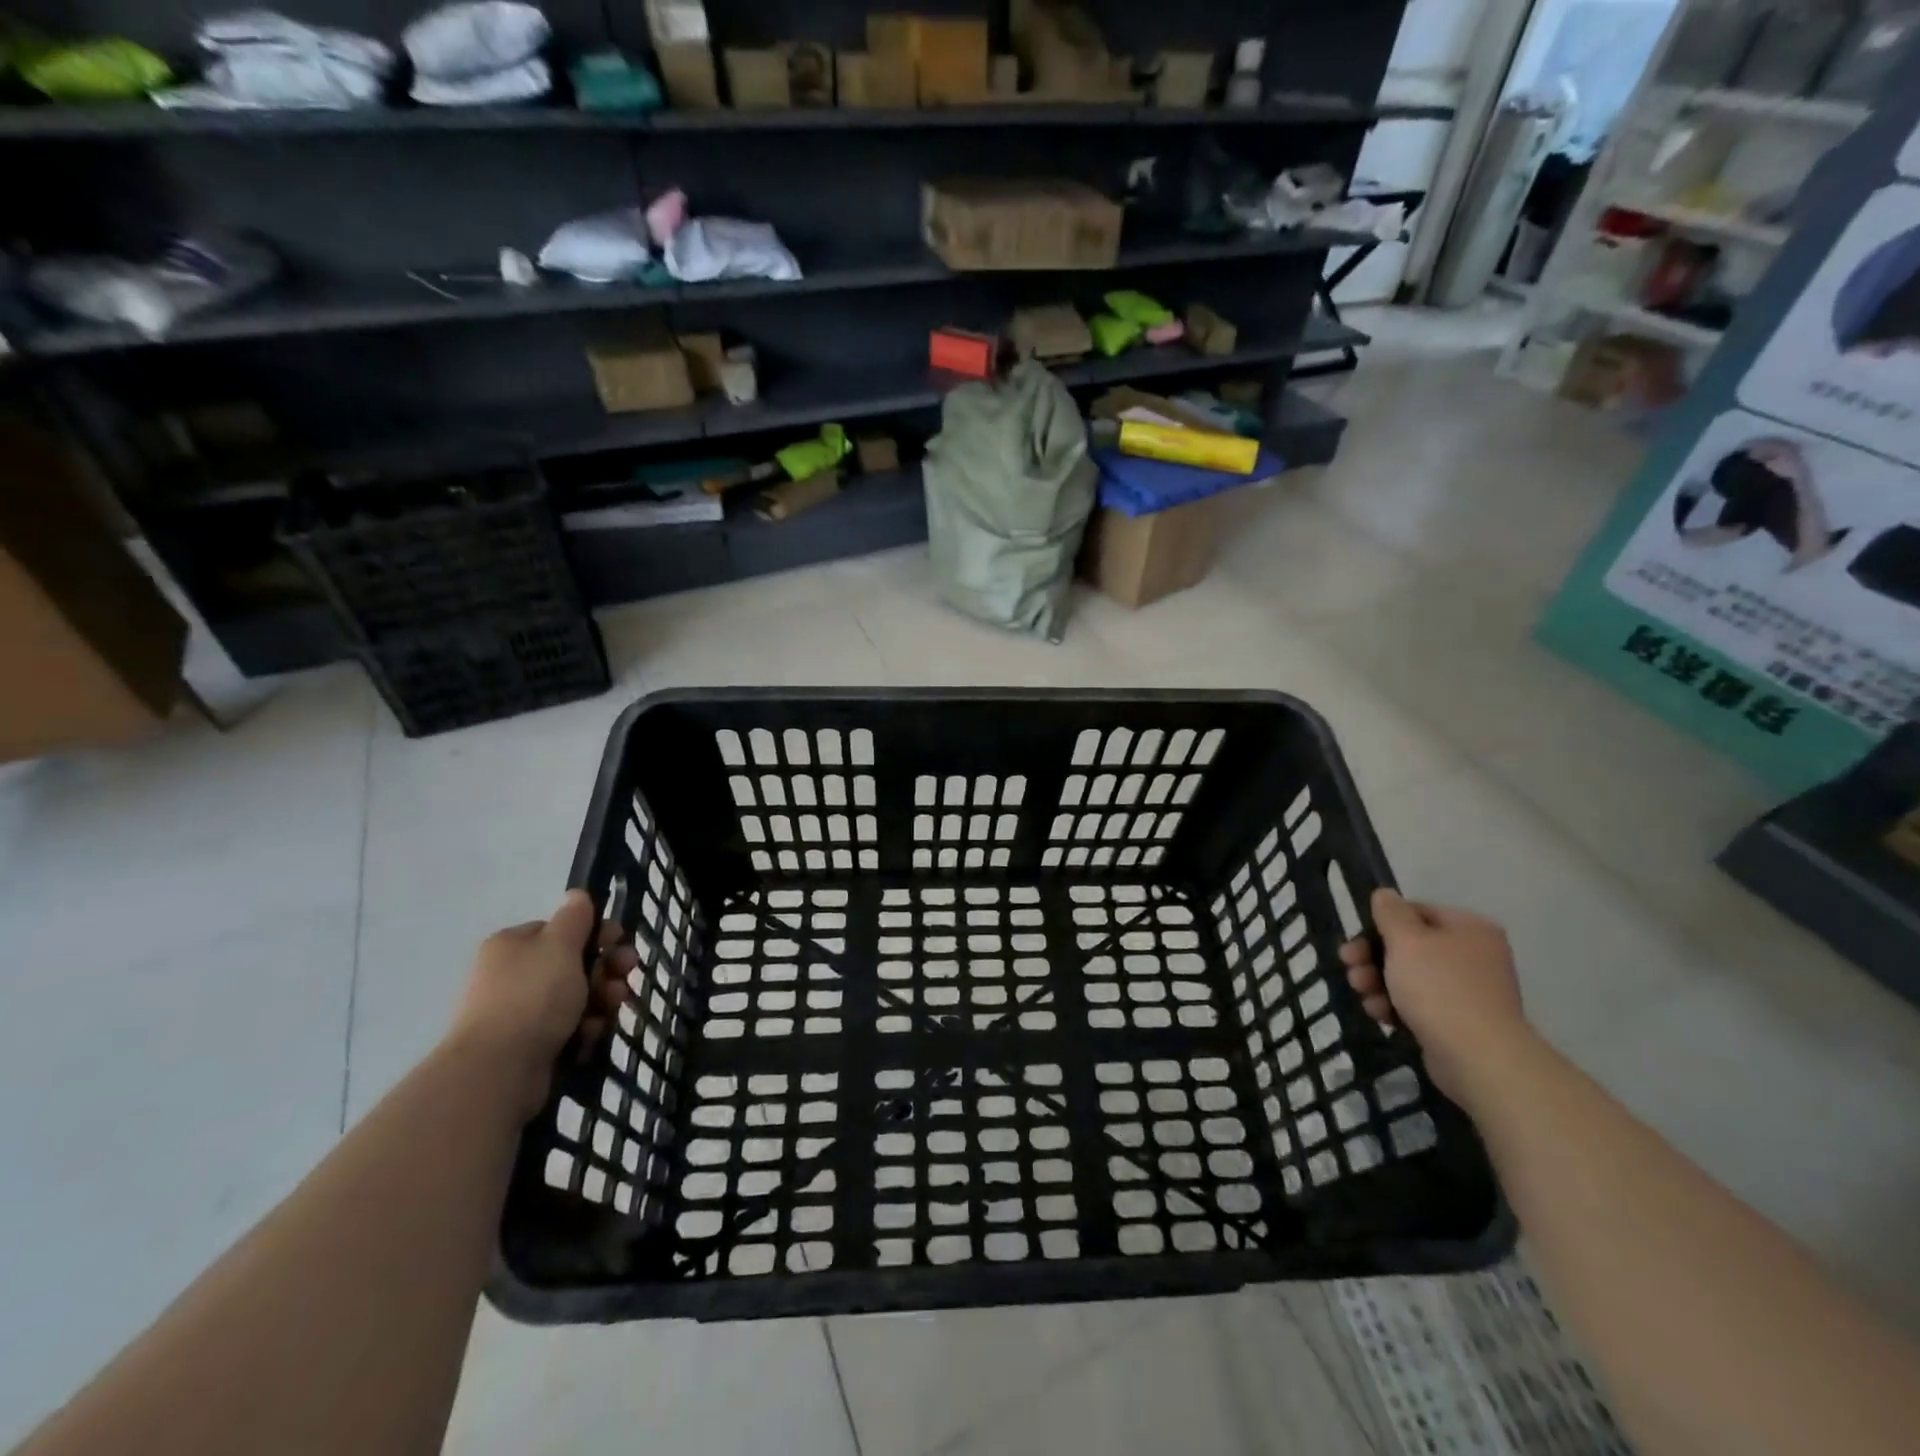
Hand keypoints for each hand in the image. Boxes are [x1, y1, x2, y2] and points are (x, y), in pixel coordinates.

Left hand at [447, 890, 634, 1119]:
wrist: (497, 1070)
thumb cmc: (532, 996)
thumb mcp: (560, 945)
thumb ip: (574, 917)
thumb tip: (576, 894)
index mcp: (512, 945)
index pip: (561, 930)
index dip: (595, 934)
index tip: (620, 942)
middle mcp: (511, 975)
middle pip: (573, 964)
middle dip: (605, 970)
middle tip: (626, 975)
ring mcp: (518, 1012)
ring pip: (575, 997)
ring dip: (601, 1000)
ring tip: (611, 1010)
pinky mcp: (528, 1045)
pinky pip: (567, 1028)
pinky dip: (584, 1029)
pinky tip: (589, 1036)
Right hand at [1340, 888, 1528, 1106]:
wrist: (1479, 1058)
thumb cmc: (1440, 988)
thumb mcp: (1406, 940)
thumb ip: (1390, 912)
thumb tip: (1384, 894)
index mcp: (1469, 928)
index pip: (1415, 912)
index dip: (1380, 924)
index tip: (1354, 940)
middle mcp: (1473, 955)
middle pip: (1408, 946)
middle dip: (1372, 958)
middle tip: (1350, 968)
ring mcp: (1468, 990)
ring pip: (1408, 976)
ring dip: (1378, 983)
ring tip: (1363, 995)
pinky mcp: (1458, 1021)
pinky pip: (1418, 1004)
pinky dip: (1396, 1006)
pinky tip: (1381, 1016)